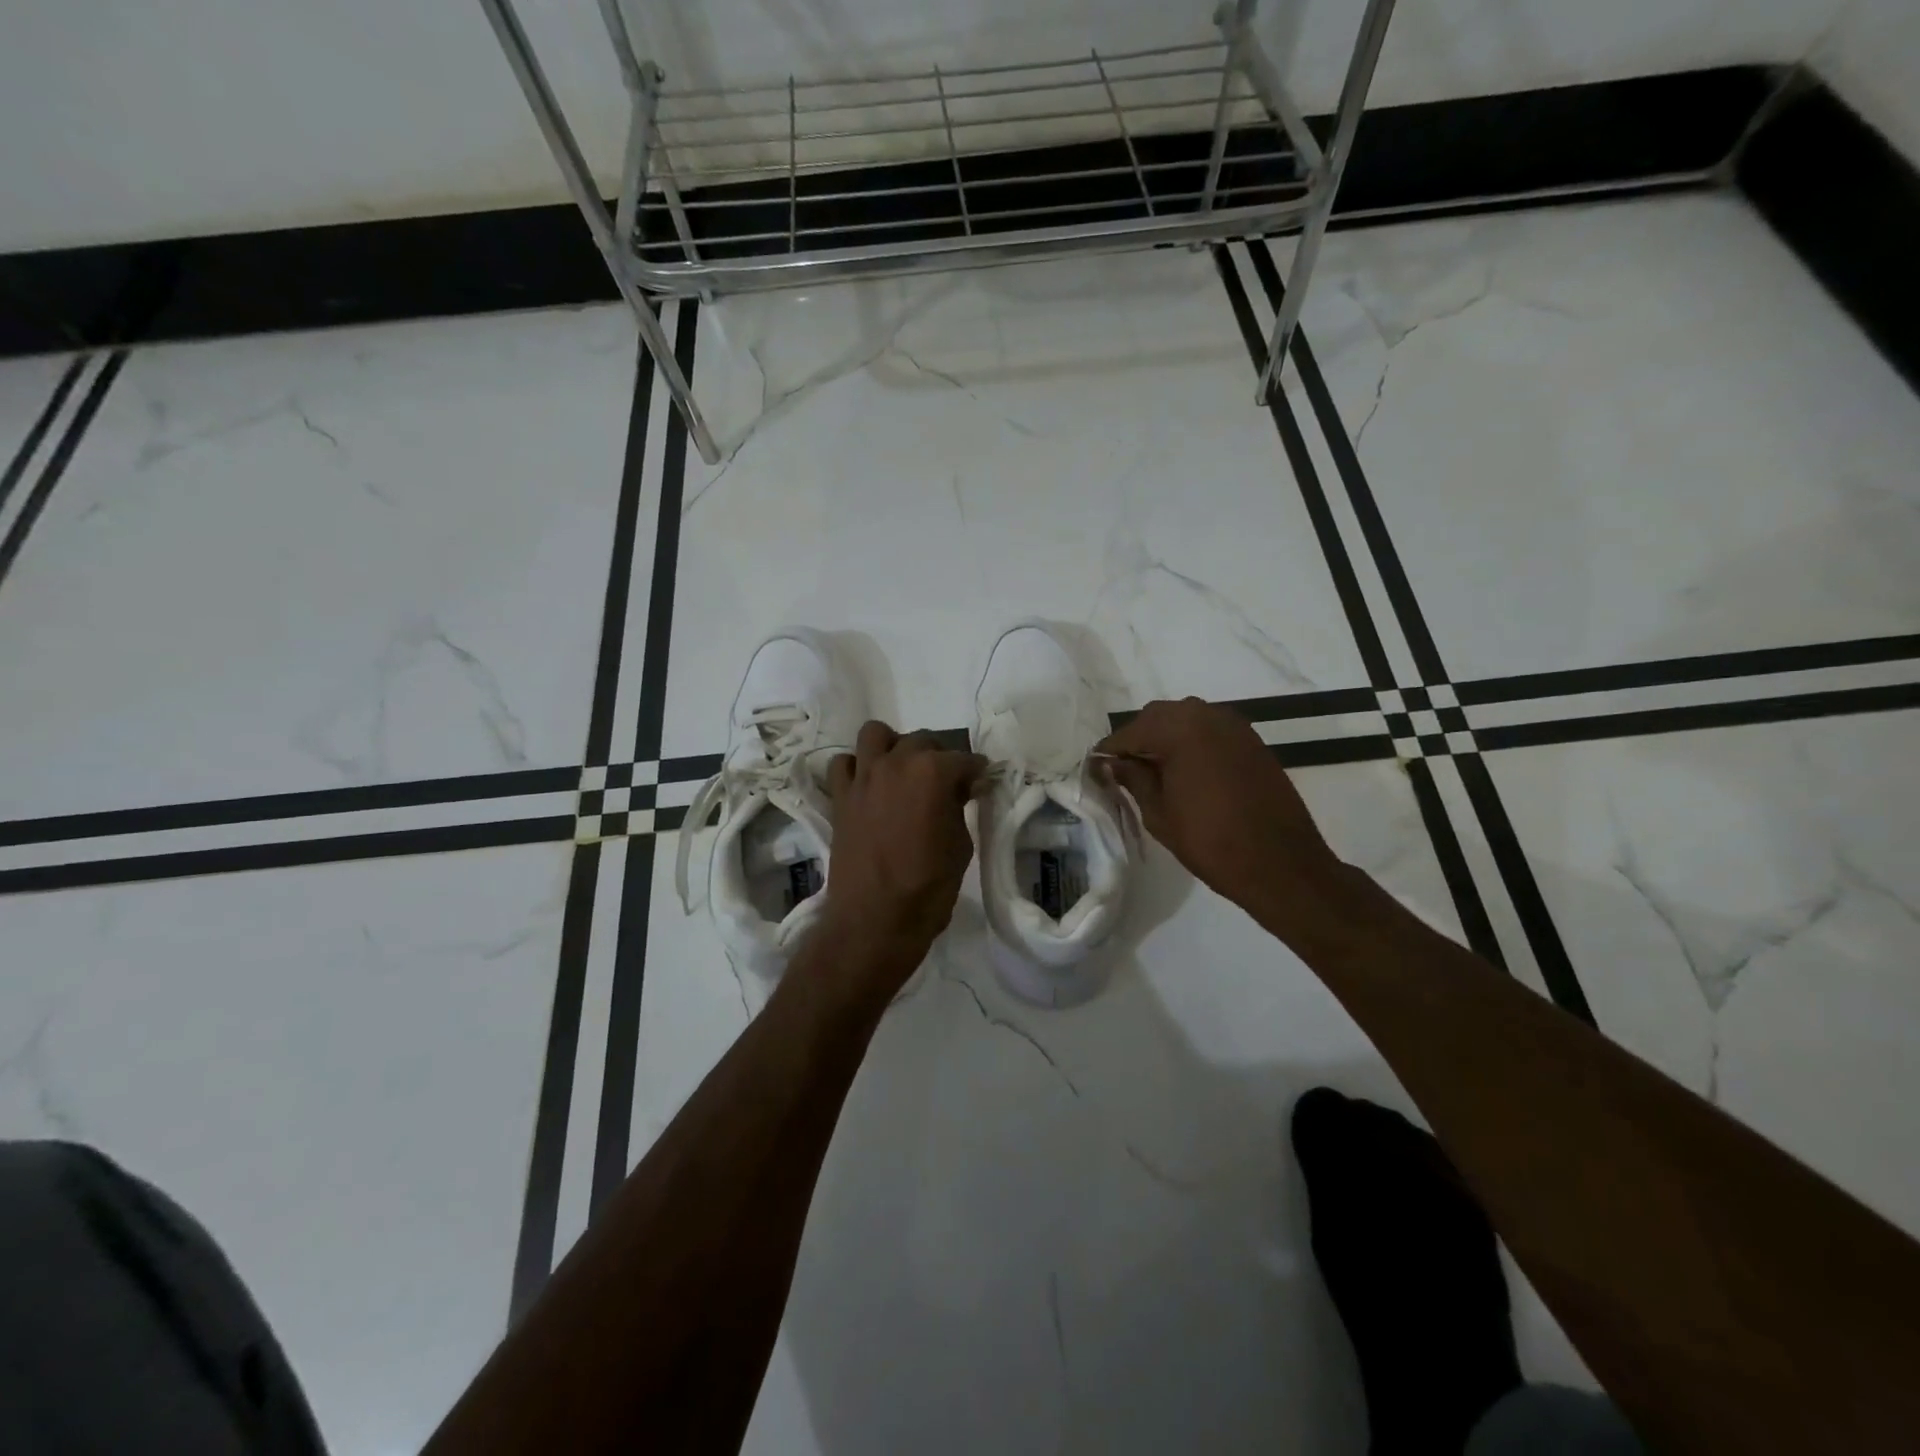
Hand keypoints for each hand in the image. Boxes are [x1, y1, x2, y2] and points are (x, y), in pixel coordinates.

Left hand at [817, 721, 986, 991]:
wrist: (874, 921)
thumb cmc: (928, 888)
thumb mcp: (960, 846)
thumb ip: (959, 808)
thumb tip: (960, 790)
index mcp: (932, 773)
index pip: (964, 759)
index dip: (977, 772)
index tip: (981, 782)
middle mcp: (896, 763)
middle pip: (922, 741)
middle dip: (939, 756)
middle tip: (947, 782)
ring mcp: (863, 777)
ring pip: (876, 735)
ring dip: (893, 746)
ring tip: (903, 771)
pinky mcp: (840, 796)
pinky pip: (844, 764)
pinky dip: (858, 768)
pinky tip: (870, 786)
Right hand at [1098, 697, 1343, 924]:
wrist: (1281, 864)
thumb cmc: (1211, 842)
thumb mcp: (1159, 813)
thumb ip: (1133, 779)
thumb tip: (1112, 763)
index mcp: (1179, 729)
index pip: (1131, 732)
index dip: (1110, 751)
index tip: (1096, 768)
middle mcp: (1207, 715)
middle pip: (1158, 717)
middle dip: (1138, 739)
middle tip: (1125, 770)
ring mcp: (1234, 726)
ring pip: (1186, 719)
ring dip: (1165, 738)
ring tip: (1154, 772)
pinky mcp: (1252, 740)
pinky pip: (1210, 729)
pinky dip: (1192, 742)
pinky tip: (1186, 771)